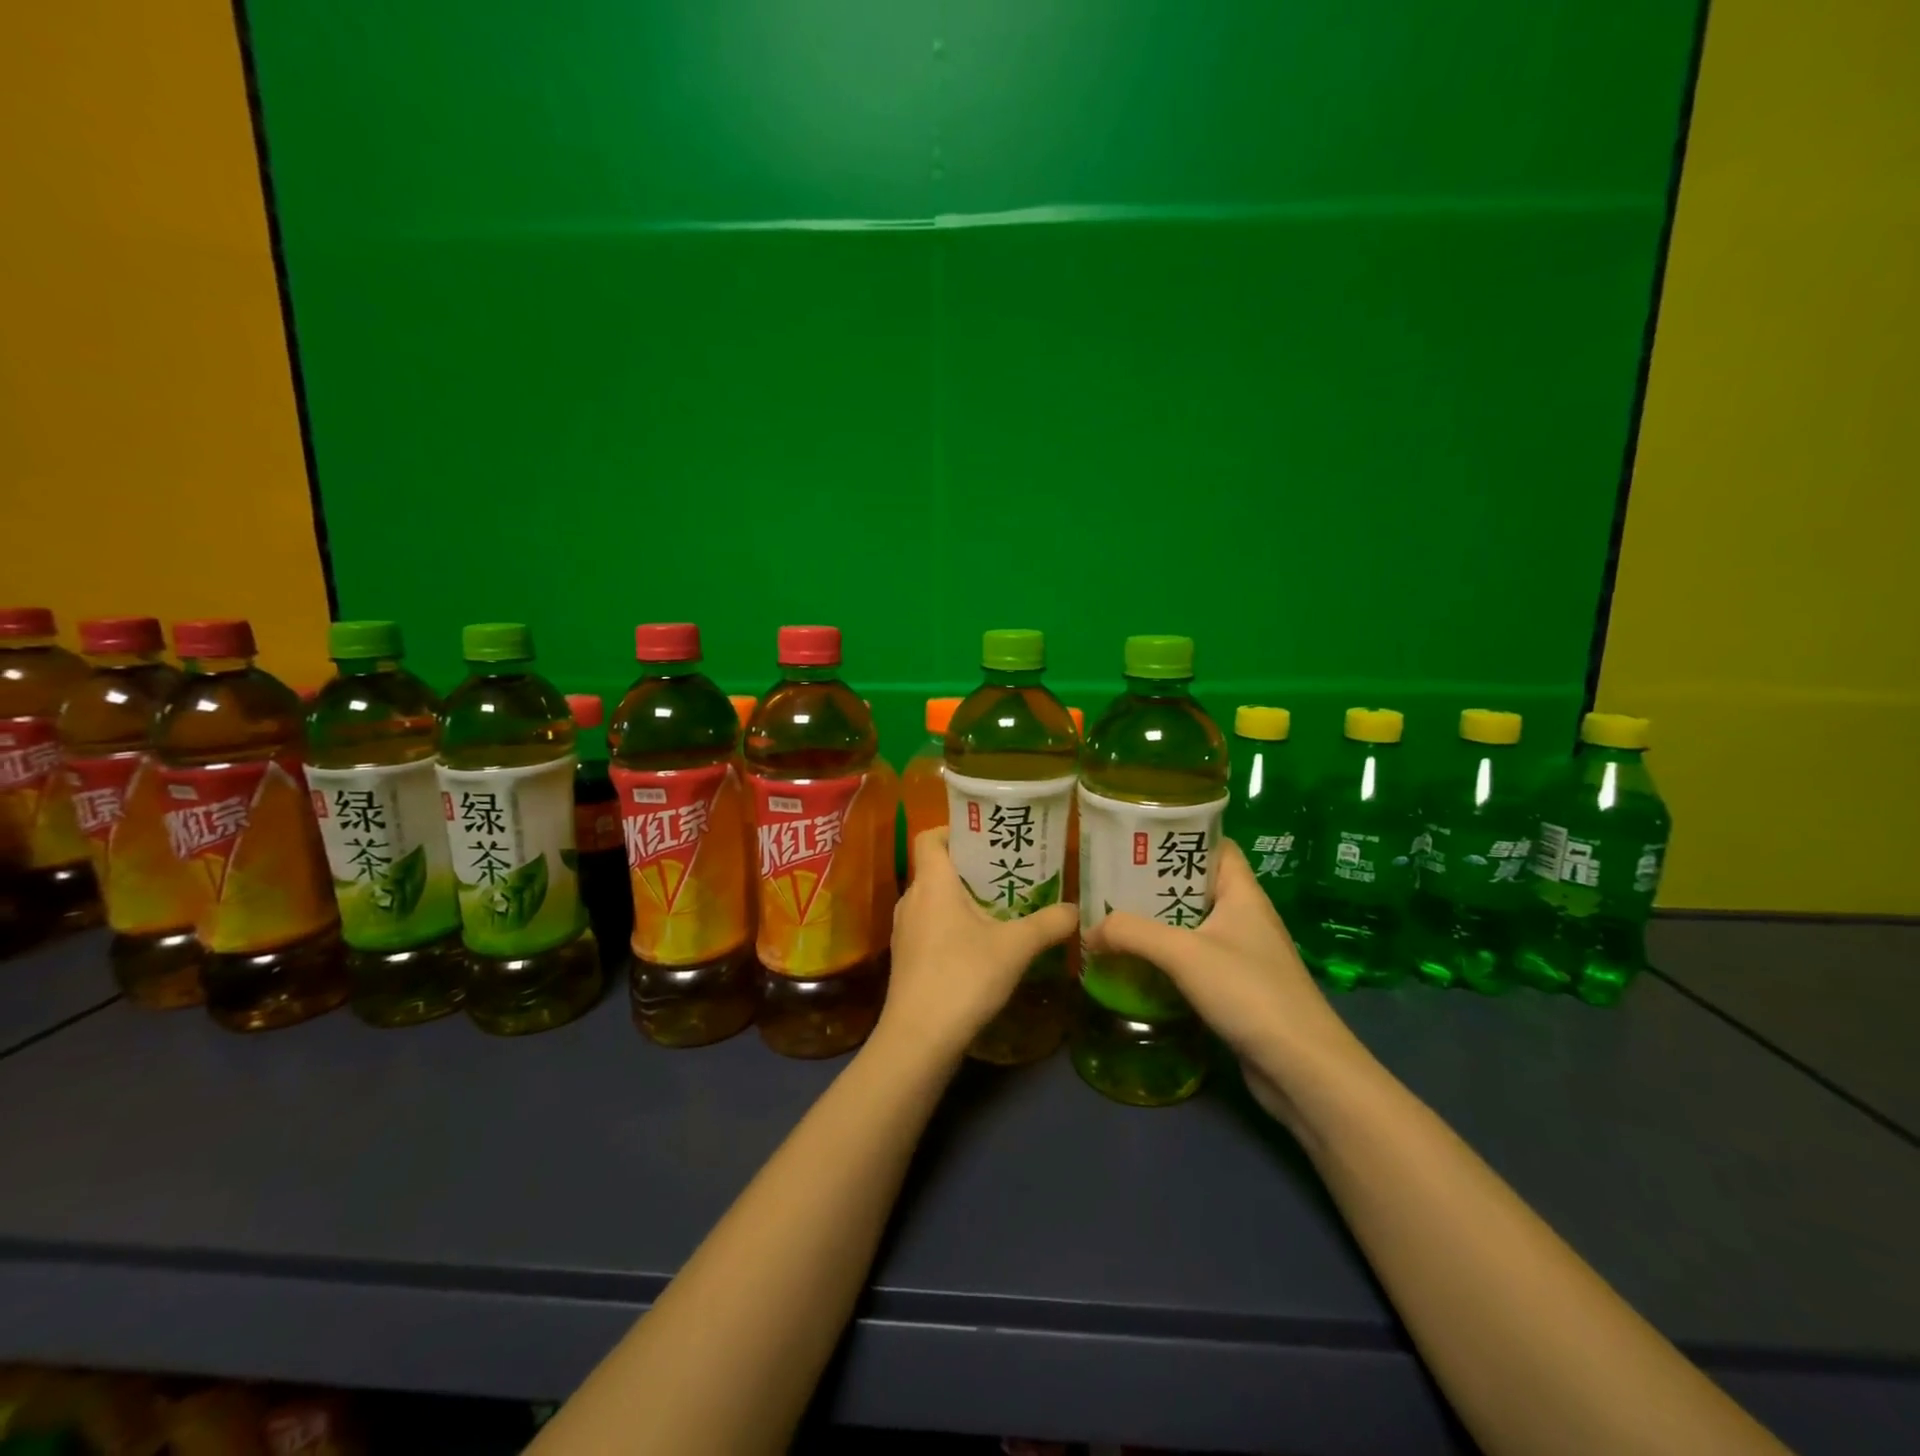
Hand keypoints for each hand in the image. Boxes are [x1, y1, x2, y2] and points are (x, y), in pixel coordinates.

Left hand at [880, 828, 1078, 1060]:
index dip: (953, 830)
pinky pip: (929, 926)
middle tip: (1007, 873)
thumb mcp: (1016, 948)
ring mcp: (904, 930)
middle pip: (936, 868)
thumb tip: (1076, 910)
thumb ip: (1049, 924)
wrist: (918, 1038)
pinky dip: (951, 926)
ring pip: (934, 900)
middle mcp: (912, 899)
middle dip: (970, 868)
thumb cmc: (963, 976)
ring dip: (961, 899)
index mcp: (932, 882)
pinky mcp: (905, 958)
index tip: (985, 838)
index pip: (930, 837)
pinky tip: (980, 947)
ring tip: (999, 908)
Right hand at [1083, 841, 1364, 1127]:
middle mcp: (1245, 917)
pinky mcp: (1238, 989)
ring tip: (1114, 920)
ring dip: (1158, 924)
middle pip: (1196, 886)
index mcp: (1242, 893)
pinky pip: (1195, 960)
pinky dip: (1168, 958)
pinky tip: (1138, 965)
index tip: (1137, 838)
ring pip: (1193, 925)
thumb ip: (1132, 934)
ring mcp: (1243, 954)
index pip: (1215, 846)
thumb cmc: (1249, 992)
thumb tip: (1087, 931)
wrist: (1302, 1068)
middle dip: (1155, 883)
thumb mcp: (1183, 954)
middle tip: (1111, 882)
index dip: (1181, 836)